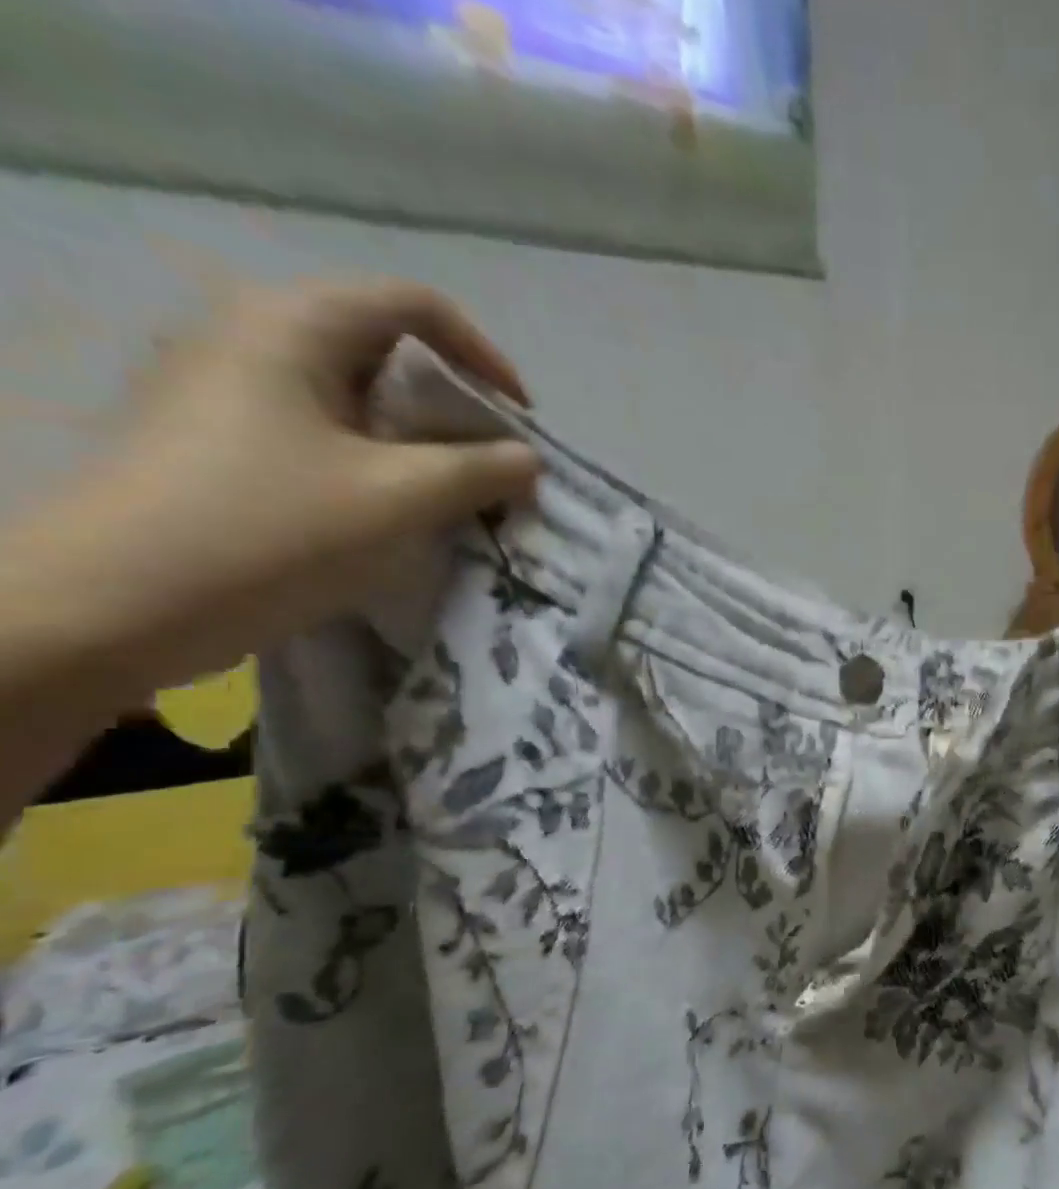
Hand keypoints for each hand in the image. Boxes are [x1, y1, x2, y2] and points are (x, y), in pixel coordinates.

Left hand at [6, 279, 539, 708]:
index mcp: (292, 325)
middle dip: (457, 406)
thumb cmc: (272, 531)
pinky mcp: (220, 436)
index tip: (521, 423)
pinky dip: (379, 458)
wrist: (118, 603)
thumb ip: (480, 471)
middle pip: (386, 347)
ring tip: (458, 493)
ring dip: (422, 439)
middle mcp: (253, 336)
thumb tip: (529, 460)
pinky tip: (398, 508)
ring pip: (357, 393)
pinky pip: (325, 429)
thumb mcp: (400, 499)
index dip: (485, 358)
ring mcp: (229, 387)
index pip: (415, 306)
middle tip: (496, 465)